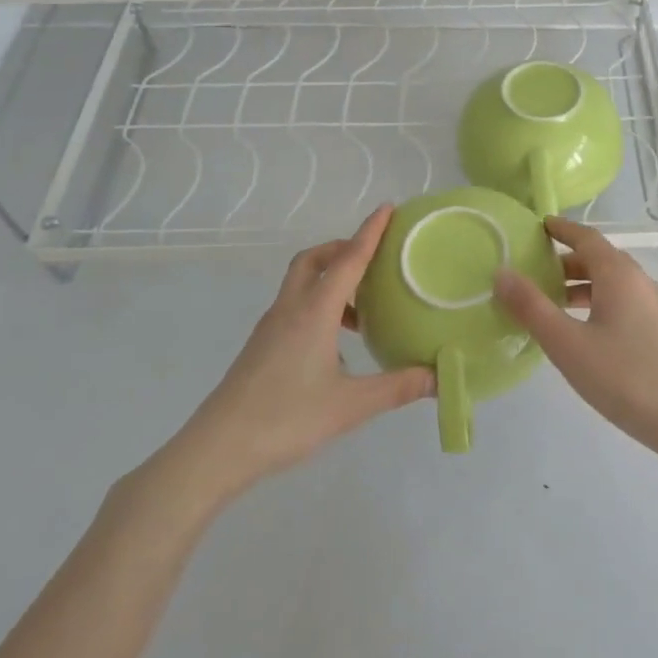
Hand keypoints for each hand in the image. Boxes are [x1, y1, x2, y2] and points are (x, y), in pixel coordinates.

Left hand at [133, 207, 434, 512]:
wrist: (217, 449)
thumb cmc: (285, 419)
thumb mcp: (350, 406)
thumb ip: (397, 387)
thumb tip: (440, 377)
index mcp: (313, 312)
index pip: (348, 260)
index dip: (370, 232)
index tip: (387, 208)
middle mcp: (290, 309)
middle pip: (314, 260)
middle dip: (343, 248)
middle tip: (374, 258)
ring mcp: (271, 327)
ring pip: (301, 283)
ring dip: (331, 279)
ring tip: (363, 307)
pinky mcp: (262, 346)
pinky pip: (295, 307)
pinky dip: (319, 305)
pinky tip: (336, 343)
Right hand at [493, 216, 657, 462]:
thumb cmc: (624, 378)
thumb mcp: (568, 344)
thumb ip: (531, 308)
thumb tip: (501, 273)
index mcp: (620, 275)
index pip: (587, 237)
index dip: (562, 230)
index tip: (539, 227)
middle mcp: (642, 282)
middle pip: (601, 260)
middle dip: (568, 262)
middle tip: (536, 273)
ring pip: (615, 284)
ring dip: (584, 286)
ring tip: (556, 306)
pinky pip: (627, 304)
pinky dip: (601, 304)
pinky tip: (588, 334)